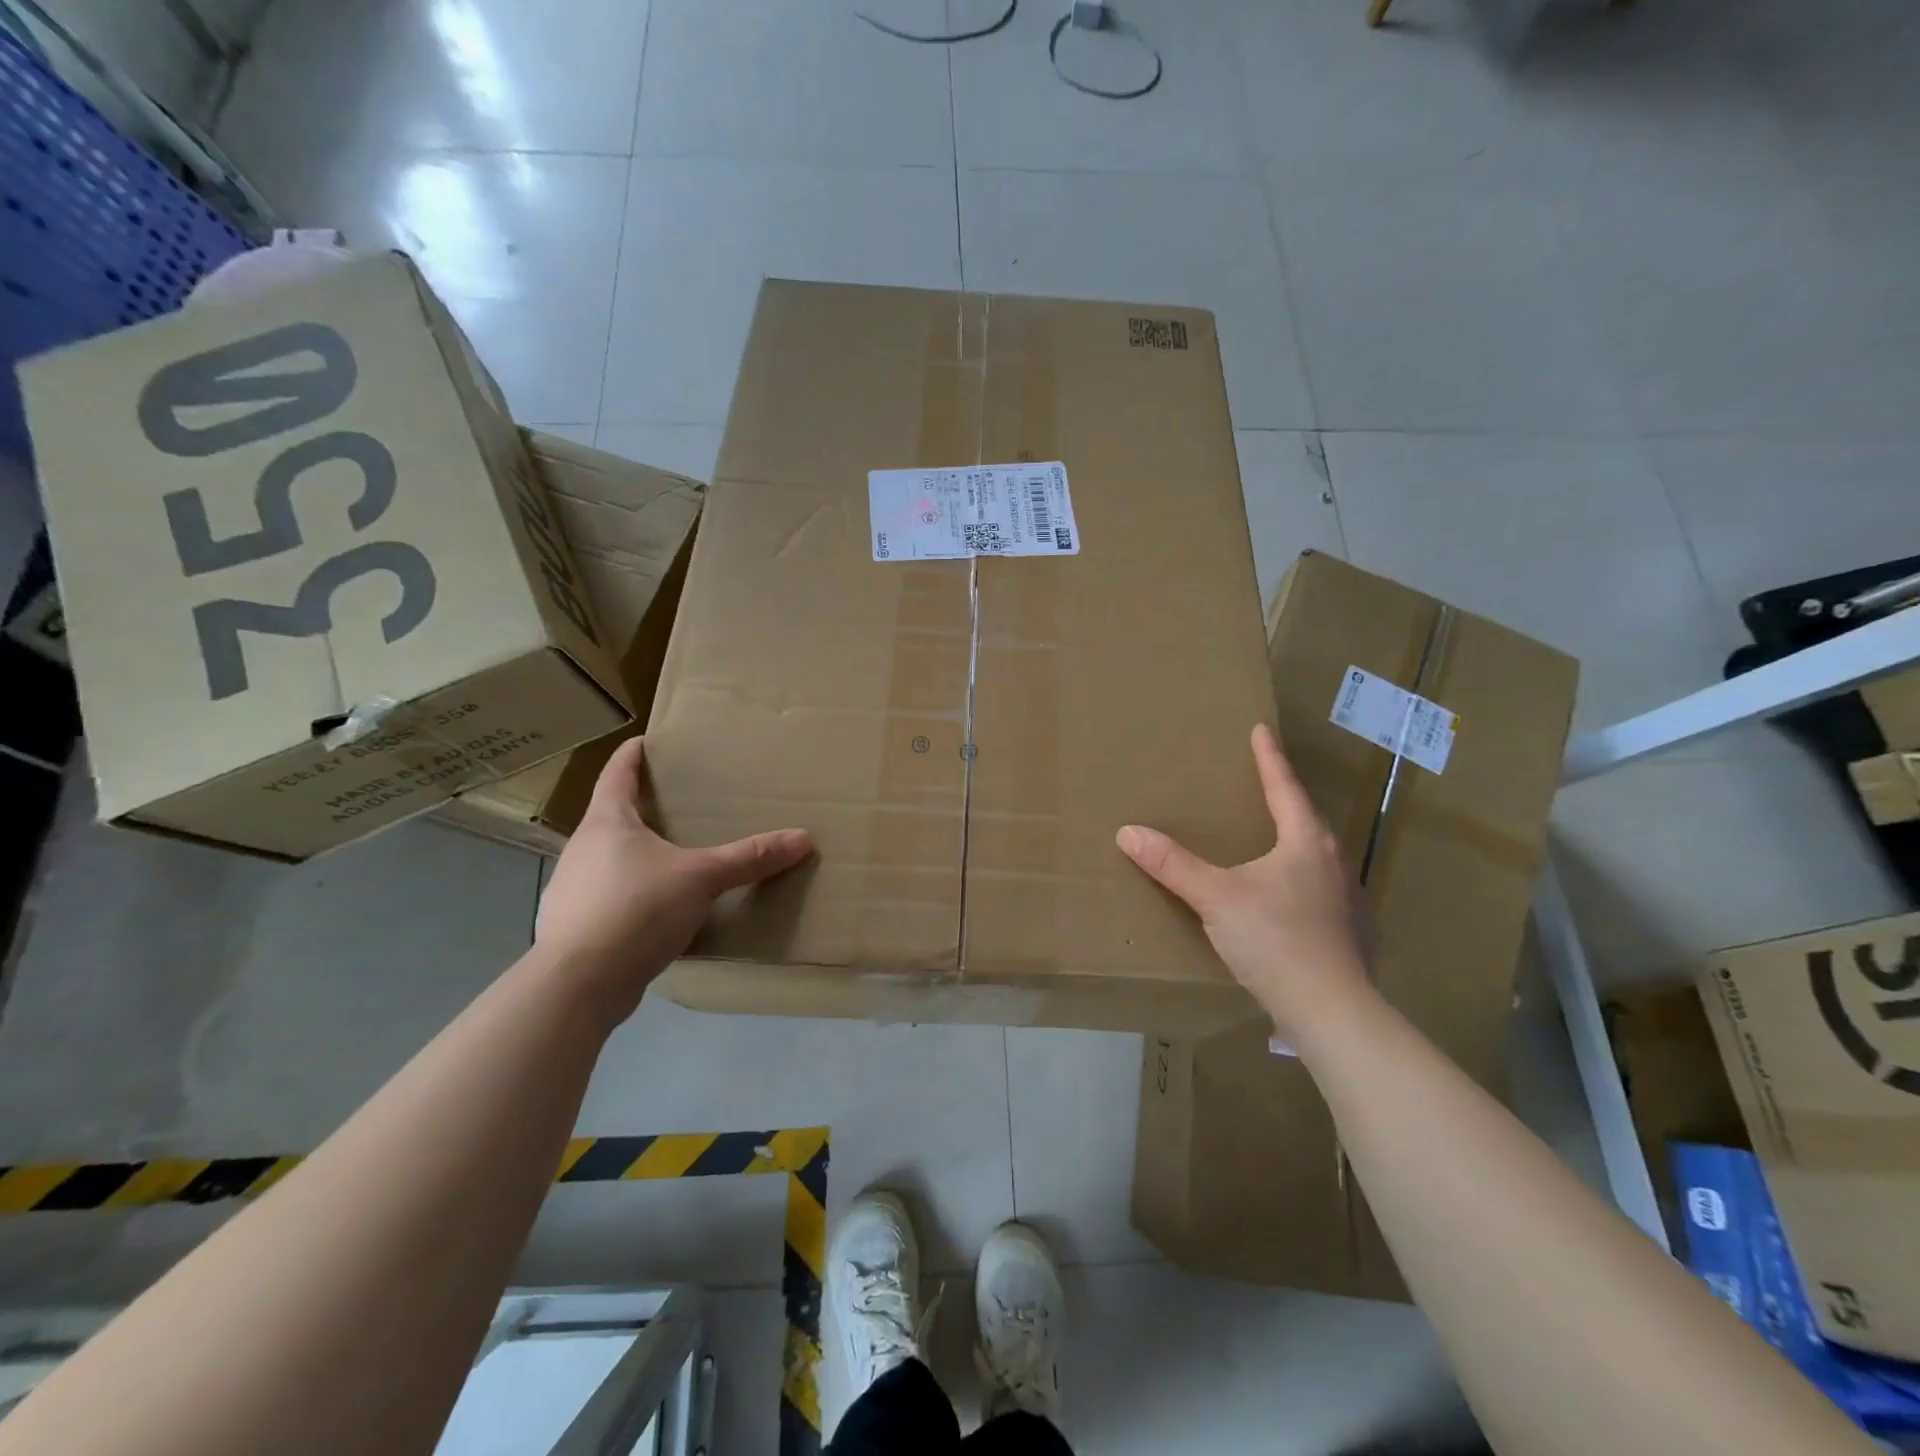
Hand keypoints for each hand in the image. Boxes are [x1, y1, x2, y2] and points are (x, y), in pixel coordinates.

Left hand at [536, 737, 812, 1022]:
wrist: (577, 985)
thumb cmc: (635, 910)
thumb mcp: (701, 879)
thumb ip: (749, 858)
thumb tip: (803, 838)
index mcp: (607, 823)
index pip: (616, 773)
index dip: (632, 755)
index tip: (646, 741)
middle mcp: (582, 849)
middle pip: (612, 816)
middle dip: (642, 809)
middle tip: (677, 805)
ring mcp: (572, 889)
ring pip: (608, 859)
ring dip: (635, 855)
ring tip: (671, 859)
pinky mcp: (574, 927)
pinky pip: (608, 898)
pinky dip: (631, 895)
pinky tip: (655, 912)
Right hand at [1116, 723, 1370, 1043]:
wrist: (1332, 1012)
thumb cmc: (1276, 940)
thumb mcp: (1216, 898)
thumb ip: (1173, 865)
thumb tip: (1128, 832)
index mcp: (1307, 843)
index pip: (1285, 787)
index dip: (1270, 758)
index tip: (1261, 730)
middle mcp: (1335, 863)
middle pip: (1308, 819)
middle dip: (1286, 799)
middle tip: (1265, 784)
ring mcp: (1348, 900)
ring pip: (1318, 857)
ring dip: (1296, 842)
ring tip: (1274, 840)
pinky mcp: (1349, 933)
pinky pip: (1321, 890)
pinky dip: (1301, 881)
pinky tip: (1288, 899)